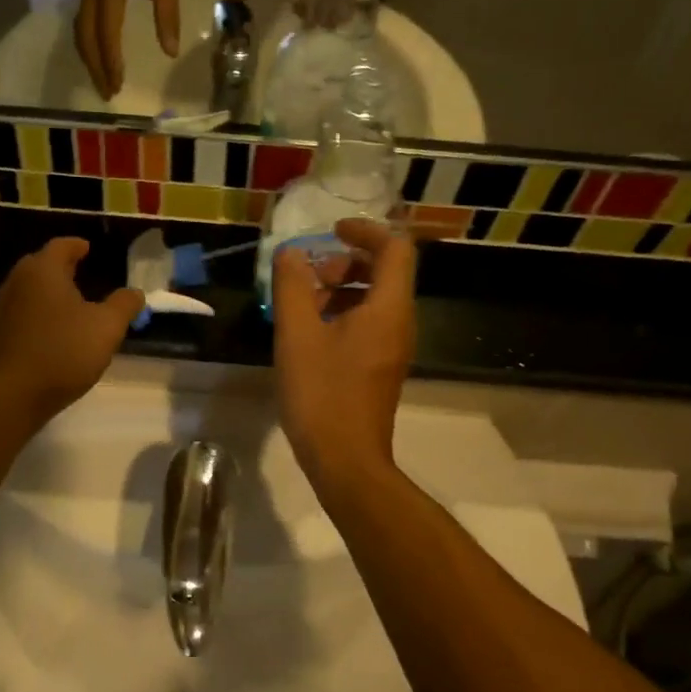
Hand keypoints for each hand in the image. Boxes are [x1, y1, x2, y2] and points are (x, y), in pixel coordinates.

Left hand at [0, 239, 144, 422]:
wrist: (17, 393)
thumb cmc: (65, 350)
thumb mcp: (107, 327)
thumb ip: (124, 304)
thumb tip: (135, 292)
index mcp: (44, 270)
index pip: (61, 246)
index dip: (77, 246)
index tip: (88, 249)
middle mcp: (19, 281)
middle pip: (41, 264)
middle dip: (61, 265)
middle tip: (81, 269)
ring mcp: (5, 308)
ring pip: (31, 287)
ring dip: (50, 289)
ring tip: (72, 299)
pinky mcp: (1, 332)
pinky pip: (26, 310)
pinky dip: (42, 309)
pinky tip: (57, 326)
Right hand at [75, 0, 179, 98]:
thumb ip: (168, 16)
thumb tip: (170, 52)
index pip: (107, 32)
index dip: (111, 60)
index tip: (118, 83)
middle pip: (87, 40)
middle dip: (96, 69)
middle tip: (108, 94)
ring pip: (81, 36)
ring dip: (90, 62)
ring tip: (102, 84)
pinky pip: (82, 29)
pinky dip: (88, 50)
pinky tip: (97, 62)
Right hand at [271, 218, 416, 488]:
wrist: (345, 460)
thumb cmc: (321, 393)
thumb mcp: (297, 334)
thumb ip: (292, 287)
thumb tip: (290, 254)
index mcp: (388, 308)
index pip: (394, 248)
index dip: (365, 231)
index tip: (330, 231)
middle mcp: (400, 322)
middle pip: (384, 271)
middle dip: (345, 262)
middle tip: (308, 276)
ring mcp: (393, 347)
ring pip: (374, 299)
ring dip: (340, 289)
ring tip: (302, 305)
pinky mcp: (381, 366)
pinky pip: (369, 323)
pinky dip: (343, 313)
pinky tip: (309, 333)